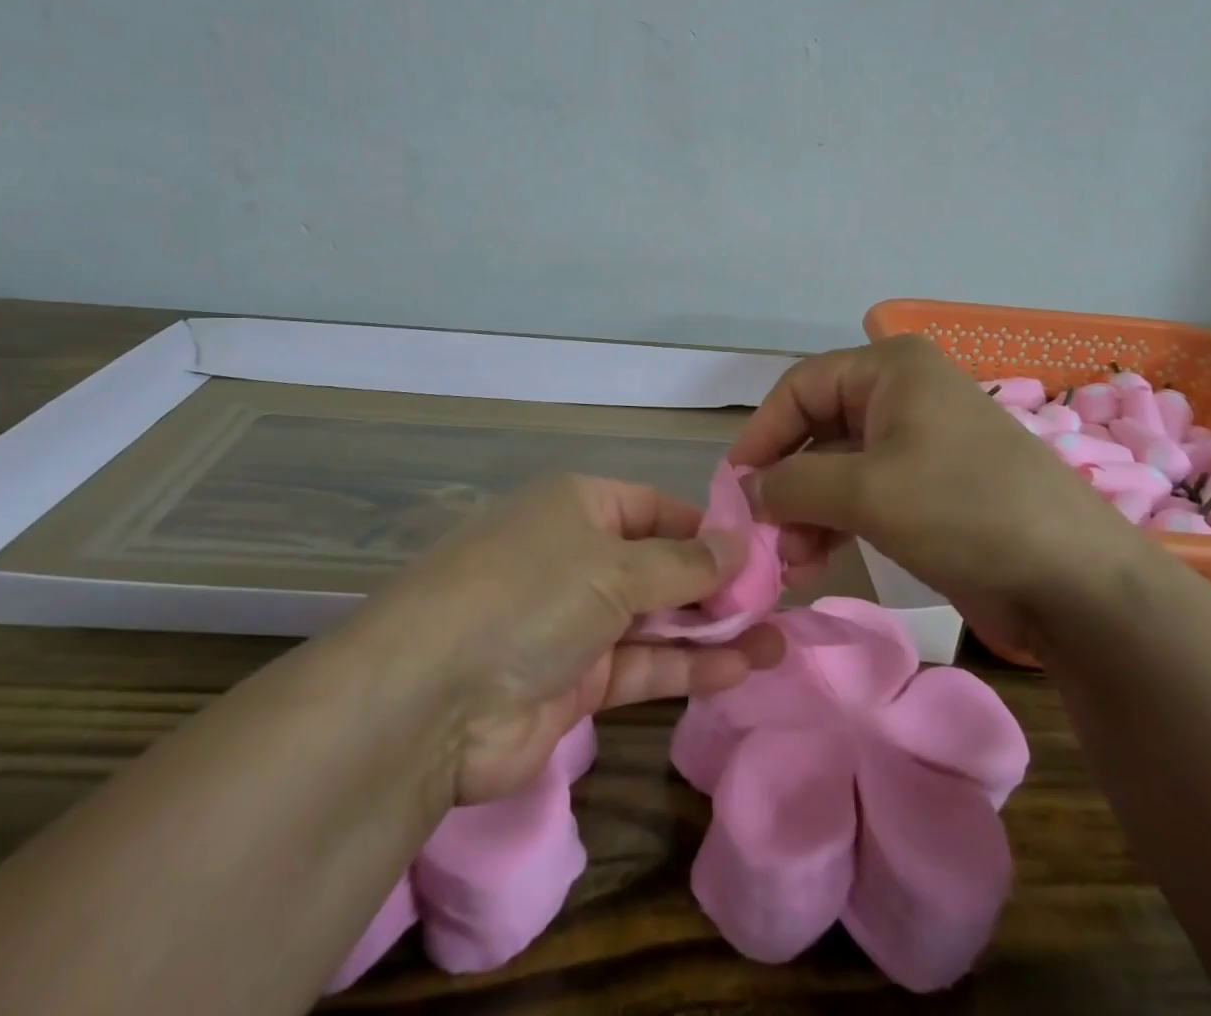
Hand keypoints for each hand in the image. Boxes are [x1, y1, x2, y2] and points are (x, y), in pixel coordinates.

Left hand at [362, 475, 782, 805]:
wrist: (431, 703)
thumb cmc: (530, 595)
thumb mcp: (614, 566)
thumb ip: (684, 563)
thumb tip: (741, 545)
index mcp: (580, 507)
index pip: (656, 508)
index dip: (707, 528)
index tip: (759, 550)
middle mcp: (577, 557)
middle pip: (661, 565)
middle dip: (717, 584)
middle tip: (779, 600)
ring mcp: (575, 622)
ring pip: (657, 619)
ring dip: (714, 630)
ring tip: (779, 639)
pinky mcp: (575, 682)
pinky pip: (643, 666)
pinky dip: (688, 667)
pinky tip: (743, 668)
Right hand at [729, 335, 1144, 640]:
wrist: (1074, 580)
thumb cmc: (963, 510)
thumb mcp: (866, 491)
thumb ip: (792, 484)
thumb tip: (747, 491)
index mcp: (890, 369)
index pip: (801, 387)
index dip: (762, 434)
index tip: (734, 486)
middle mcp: (902, 395)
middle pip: (817, 428)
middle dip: (785, 481)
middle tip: (760, 532)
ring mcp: (918, 442)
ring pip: (838, 466)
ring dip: (806, 509)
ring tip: (787, 559)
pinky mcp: (929, 487)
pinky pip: (865, 494)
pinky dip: (835, 522)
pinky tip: (812, 560)